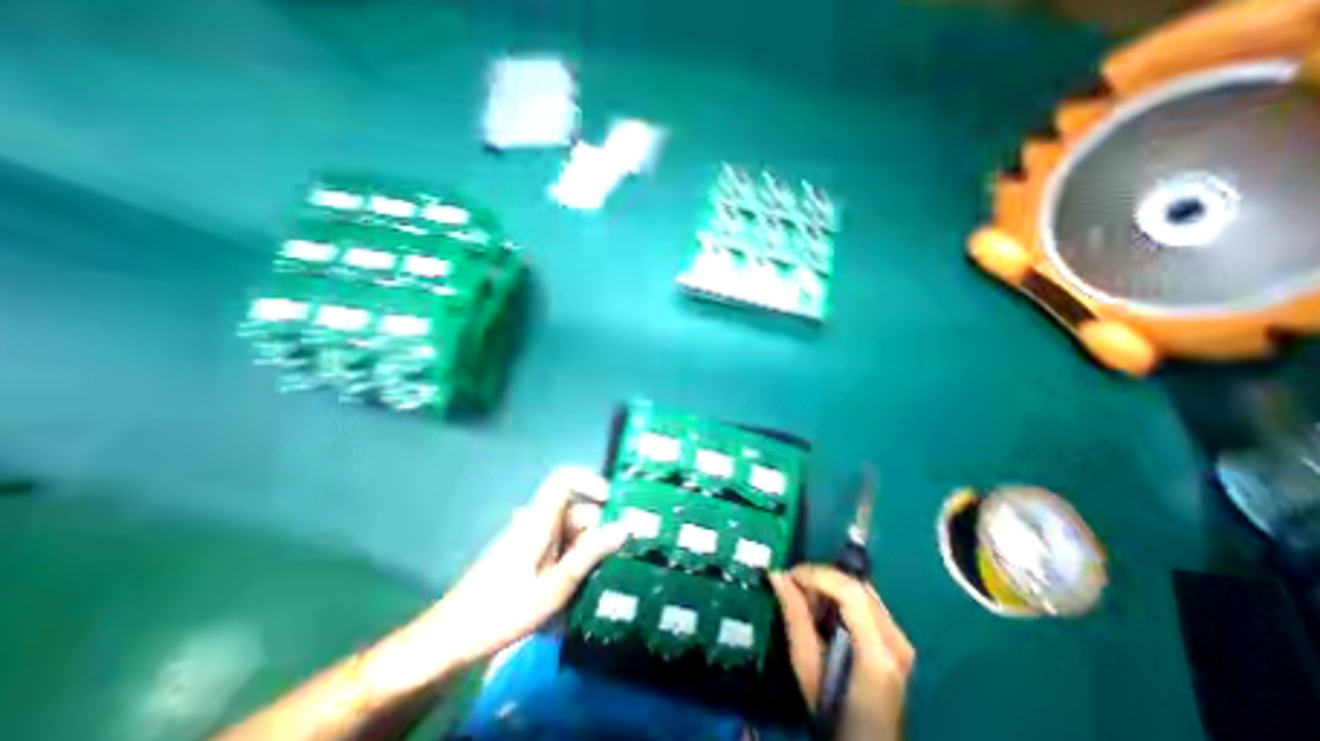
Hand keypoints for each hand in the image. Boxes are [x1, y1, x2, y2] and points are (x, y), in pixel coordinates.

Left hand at [417, 468, 632, 670]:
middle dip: (598, 532)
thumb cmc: (502, 611)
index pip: (565, 479)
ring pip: (571, 532)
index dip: (590, 482)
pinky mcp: (528, 555)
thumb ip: (590, 555)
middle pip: (575, 510)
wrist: (451, 641)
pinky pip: (560, 548)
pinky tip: (574, 593)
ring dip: (586, 554)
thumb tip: (625, 527)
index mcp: (540, 520)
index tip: (612, 504)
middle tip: (615, 562)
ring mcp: (532, 539)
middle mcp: (537, 522)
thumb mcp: (554, 587)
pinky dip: (572, 564)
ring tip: (596, 584)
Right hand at [770, 568, 913, 739]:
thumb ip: (794, 616)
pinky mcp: (898, 639)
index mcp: (877, 652)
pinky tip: (825, 608)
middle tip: (794, 586)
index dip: (817, 574)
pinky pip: (867, 600)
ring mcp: (901, 638)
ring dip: (830, 585)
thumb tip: (776, 575)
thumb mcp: (807, 668)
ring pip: (862, 589)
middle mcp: (897, 639)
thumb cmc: (832, 712)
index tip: (789, 575)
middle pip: (857, 585)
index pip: (850, 591)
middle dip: (821, 578)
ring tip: (807, 598)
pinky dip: (842, 596)